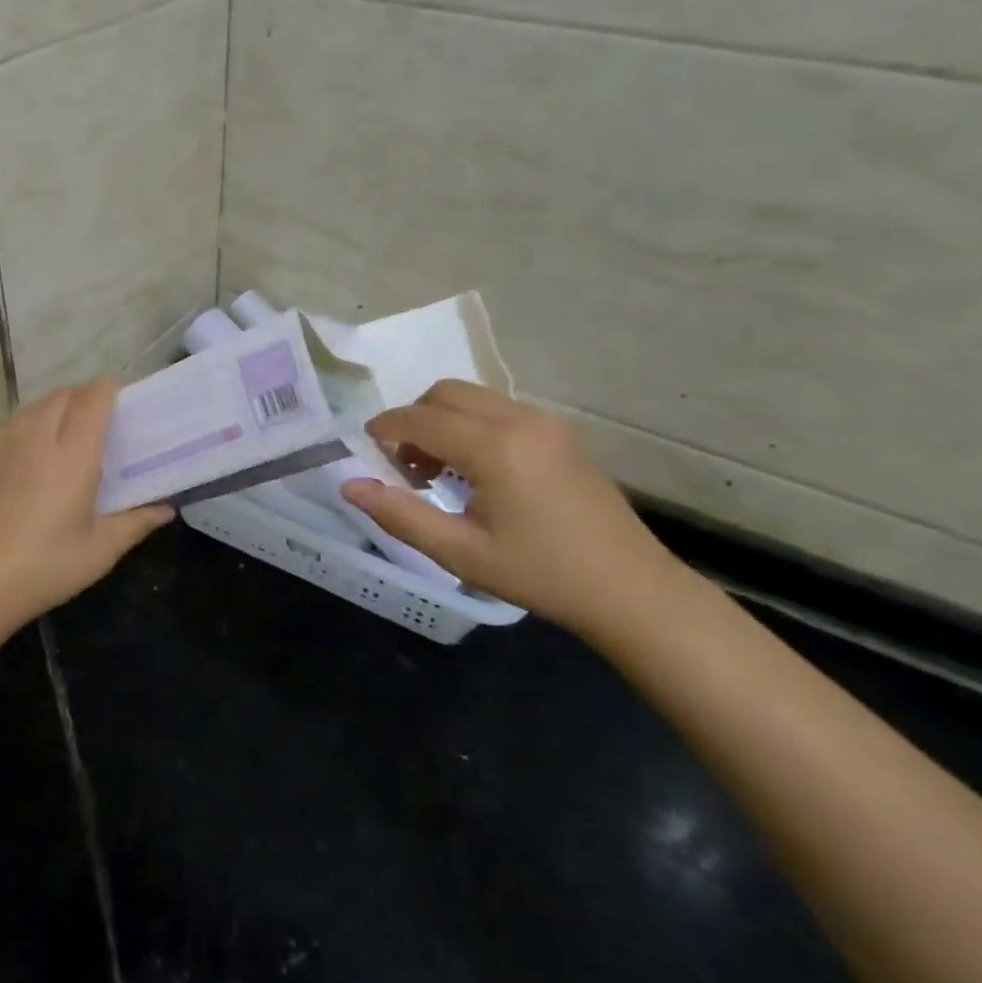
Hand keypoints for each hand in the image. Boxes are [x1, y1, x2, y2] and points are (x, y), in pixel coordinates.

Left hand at [0, 379, 172, 625]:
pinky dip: (34, 419)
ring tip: (71, 430)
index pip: (94, 398)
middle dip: (87, 396)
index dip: (111, 391)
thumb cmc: (47, 566)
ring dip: (59, 405)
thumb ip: (137, 522)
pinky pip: (16, 420)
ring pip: (38, 403)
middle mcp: (40, 438)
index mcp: (74, 455)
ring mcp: (9, 444)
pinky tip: (38, 447)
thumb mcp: (101, 550)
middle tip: (103, 421)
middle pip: (66, 394)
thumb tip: (167, 509)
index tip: (125, 404)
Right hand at [341, 380, 692, 642]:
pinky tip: (476, 468)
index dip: (386, 428)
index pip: (420, 418)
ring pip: (472, 397)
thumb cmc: (541, 575)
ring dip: (442, 419)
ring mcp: (545, 421)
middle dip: (413, 418)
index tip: (367, 450)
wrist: (631, 590)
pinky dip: (471, 423)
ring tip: (438, 469)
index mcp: (495, 447)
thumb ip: (400, 515)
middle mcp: (519, 419)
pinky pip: (498, 408)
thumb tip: (349, 485)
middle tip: (405, 464)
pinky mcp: (560, 430)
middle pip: (445, 393)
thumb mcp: (461, 554)